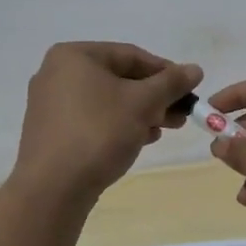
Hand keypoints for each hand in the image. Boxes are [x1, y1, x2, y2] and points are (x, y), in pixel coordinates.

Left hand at [12, 43, 201, 204]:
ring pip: (108, 101)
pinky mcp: (52, 132)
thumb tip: (195, 69)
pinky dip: (119, 125)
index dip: (165, 72)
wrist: (52, 189)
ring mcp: (51, 104)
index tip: (189, 90)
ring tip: (166, 129)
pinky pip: (93, 119)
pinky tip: (140, 140)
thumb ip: (171, 83)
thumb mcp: (143, 103)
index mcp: (74, 56)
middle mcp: (57, 74)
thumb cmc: (99, 132)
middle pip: (119, 78)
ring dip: (141, 113)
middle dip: (154, 97)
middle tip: (181, 115)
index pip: (131, 55)